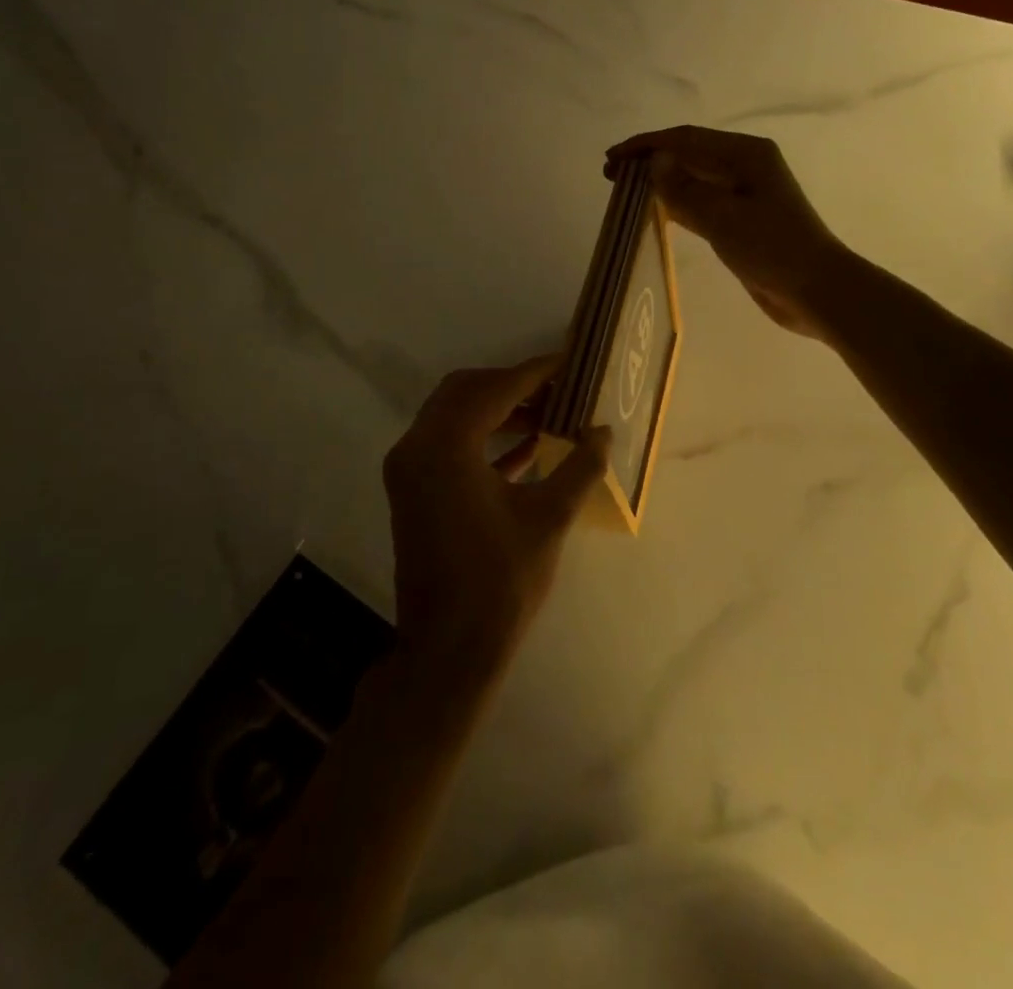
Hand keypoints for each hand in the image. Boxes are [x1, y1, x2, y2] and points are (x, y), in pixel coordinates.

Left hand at [383, 356, 609, 686]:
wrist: (449, 650)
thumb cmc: (501, 581)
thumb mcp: (550, 517)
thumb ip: (580, 466)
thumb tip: (603, 431)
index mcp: (445, 446)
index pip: (494, 389)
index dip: (534, 372)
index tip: (569, 362)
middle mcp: (417, 446)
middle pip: (466, 391)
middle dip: (513, 385)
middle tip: (557, 389)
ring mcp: (409, 469)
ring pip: (454, 415)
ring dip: (498, 409)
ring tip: (549, 415)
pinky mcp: (413, 490)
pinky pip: (448, 444)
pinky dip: (483, 437)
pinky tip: (527, 448)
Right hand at [608, 126, 851, 338]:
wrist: (815, 290)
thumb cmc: (772, 247)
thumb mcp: (723, 216)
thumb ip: (685, 188)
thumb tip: (655, 160)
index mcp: (746, 154)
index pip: (685, 140)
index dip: (646, 146)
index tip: (612, 159)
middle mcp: (745, 166)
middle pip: (689, 155)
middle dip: (650, 162)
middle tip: (612, 176)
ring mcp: (745, 194)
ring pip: (693, 180)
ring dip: (661, 183)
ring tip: (626, 192)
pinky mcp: (742, 221)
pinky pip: (701, 204)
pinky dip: (677, 205)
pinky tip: (655, 211)